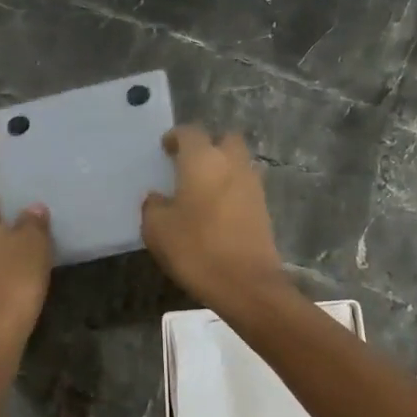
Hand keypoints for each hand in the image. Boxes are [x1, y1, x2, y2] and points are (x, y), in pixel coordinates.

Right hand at [142, 127, 289, 309]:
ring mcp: (252, 185)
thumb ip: (153, 206)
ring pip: (238, 162)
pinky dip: (232, 189)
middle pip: (224, 139)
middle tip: (189, 163)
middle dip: (208, 145)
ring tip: (202, 188)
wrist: (245, 283)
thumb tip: (157, 197)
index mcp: (203, 160)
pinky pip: (245, 186)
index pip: (190, 133)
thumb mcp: (157, 229)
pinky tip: (216, 209)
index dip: (176, 137)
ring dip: (223, 167)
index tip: (166, 148)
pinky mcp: (264, 207)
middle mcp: (232, 164)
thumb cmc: (196, 249)